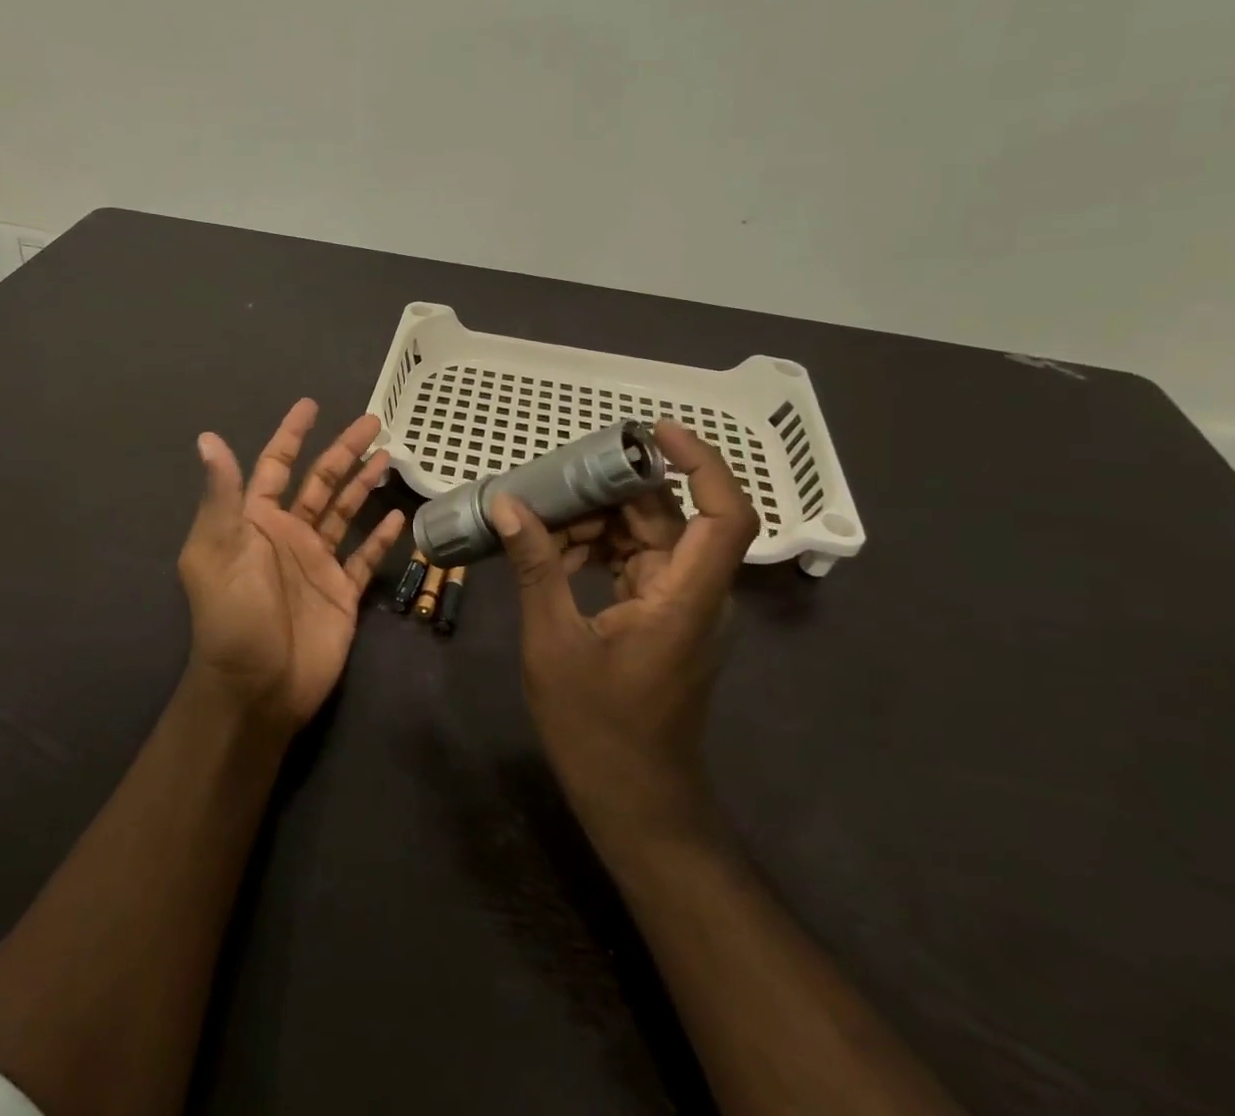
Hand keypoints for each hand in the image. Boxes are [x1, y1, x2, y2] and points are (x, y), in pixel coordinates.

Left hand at [177, 399, 406, 735]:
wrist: (258, 688)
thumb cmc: (234, 616)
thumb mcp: (218, 550)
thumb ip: (223, 495)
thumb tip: (208, 438)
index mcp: (255, 522)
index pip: (275, 466)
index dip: (291, 435)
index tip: (310, 405)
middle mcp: (288, 535)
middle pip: (320, 482)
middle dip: (343, 451)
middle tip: (372, 421)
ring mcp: (317, 563)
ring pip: (345, 513)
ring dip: (363, 484)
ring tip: (389, 456)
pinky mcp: (341, 592)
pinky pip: (365, 557)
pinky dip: (381, 537)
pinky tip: (399, 516)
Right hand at [490, 420, 759, 844]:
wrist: (636, 804)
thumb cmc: (599, 730)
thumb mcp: (554, 643)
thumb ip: (537, 568)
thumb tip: (508, 504)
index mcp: (686, 598)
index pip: (725, 515)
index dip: (701, 463)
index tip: (652, 431)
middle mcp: (696, 595)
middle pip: (671, 518)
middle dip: (615, 490)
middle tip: (556, 477)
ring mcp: (681, 608)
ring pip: (650, 539)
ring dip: (600, 521)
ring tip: (541, 515)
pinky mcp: (663, 620)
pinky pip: (636, 564)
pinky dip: (600, 550)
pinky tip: (553, 552)